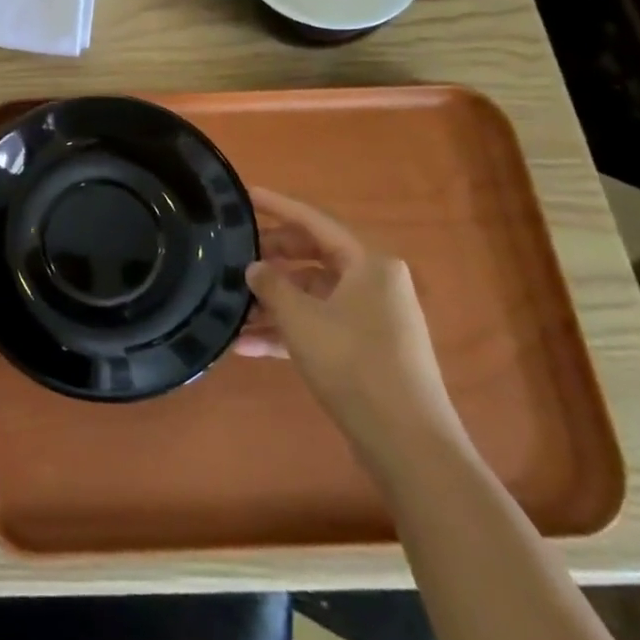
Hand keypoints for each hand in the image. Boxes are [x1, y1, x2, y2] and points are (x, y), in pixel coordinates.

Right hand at [236, 186, 461, 463]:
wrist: (408, 444)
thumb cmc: (354, 364)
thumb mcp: (301, 319)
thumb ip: (272, 286)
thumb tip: (255, 268)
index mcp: (369, 263)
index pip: (314, 221)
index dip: (278, 206)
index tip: (245, 195)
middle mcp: (374, 283)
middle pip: (313, 257)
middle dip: (271, 260)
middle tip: (233, 257)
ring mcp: (372, 318)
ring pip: (313, 296)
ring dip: (273, 303)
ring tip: (231, 310)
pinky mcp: (366, 350)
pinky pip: (319, 326)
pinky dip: (288, 332)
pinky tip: (247, 347)